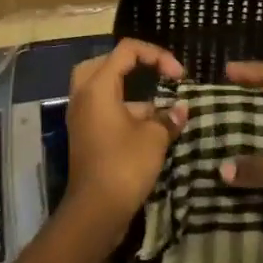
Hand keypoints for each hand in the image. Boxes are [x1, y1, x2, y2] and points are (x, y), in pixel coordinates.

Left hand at [64, 39, 187, 227]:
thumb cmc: (124, 166)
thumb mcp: (154, 138)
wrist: (95, 212)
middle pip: (106, 62)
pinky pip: (102, 107)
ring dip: (129, 89)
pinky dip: (123, 108)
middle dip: (133, 64)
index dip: (156, 55)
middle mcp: (84, 95)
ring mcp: (81, 116)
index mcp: (98, 86)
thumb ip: (168, 118)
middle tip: (154, 73)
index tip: (178, 75)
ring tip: (158, 102)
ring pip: (102, 86)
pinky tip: (148, 124)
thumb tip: (181, 109)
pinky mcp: (85, 134)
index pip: (126, 50)